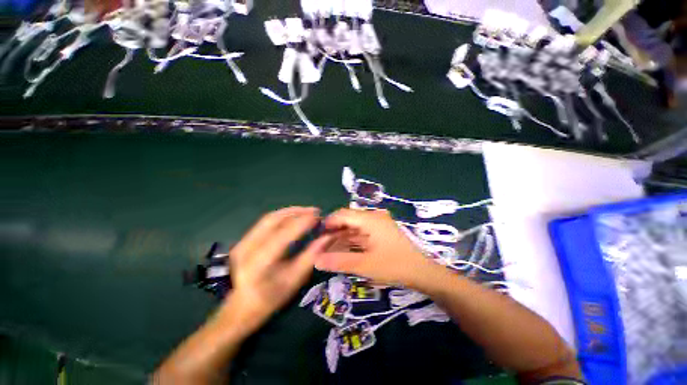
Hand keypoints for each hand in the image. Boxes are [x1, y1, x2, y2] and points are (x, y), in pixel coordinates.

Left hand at [223, 207, 331, 330]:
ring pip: (269, 218)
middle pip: (274, 220)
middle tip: (315, 211)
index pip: (284, 234)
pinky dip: (282, 216)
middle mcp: (247, 248)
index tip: (319, 216)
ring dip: (290, 211)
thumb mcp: (295, 279)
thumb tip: (328, 236)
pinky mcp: (243, 240)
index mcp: (260, 262)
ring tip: (307, 211)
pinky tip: (293, 216)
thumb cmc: (272, 298)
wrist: (240, 308)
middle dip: (296, 212)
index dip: (303, 222)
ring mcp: (242, 242)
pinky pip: (265, 222)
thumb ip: (312, 256)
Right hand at [314, 208, 431, 286]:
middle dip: (334, 233)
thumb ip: (339, 261)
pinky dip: (352, 242)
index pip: (344, 214)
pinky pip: (362, 234)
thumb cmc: (395, 266)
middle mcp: (374, 218)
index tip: (316, 236)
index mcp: (370, 219)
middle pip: (348, 221)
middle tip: (321, 246)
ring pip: (354, 228)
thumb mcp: (365, 265)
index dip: (329, 223)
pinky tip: (343, 251)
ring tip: (329, 251)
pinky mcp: (381, 234)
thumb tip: (316, 260)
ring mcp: (378, 225)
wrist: (424, 273)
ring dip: (342, 238)